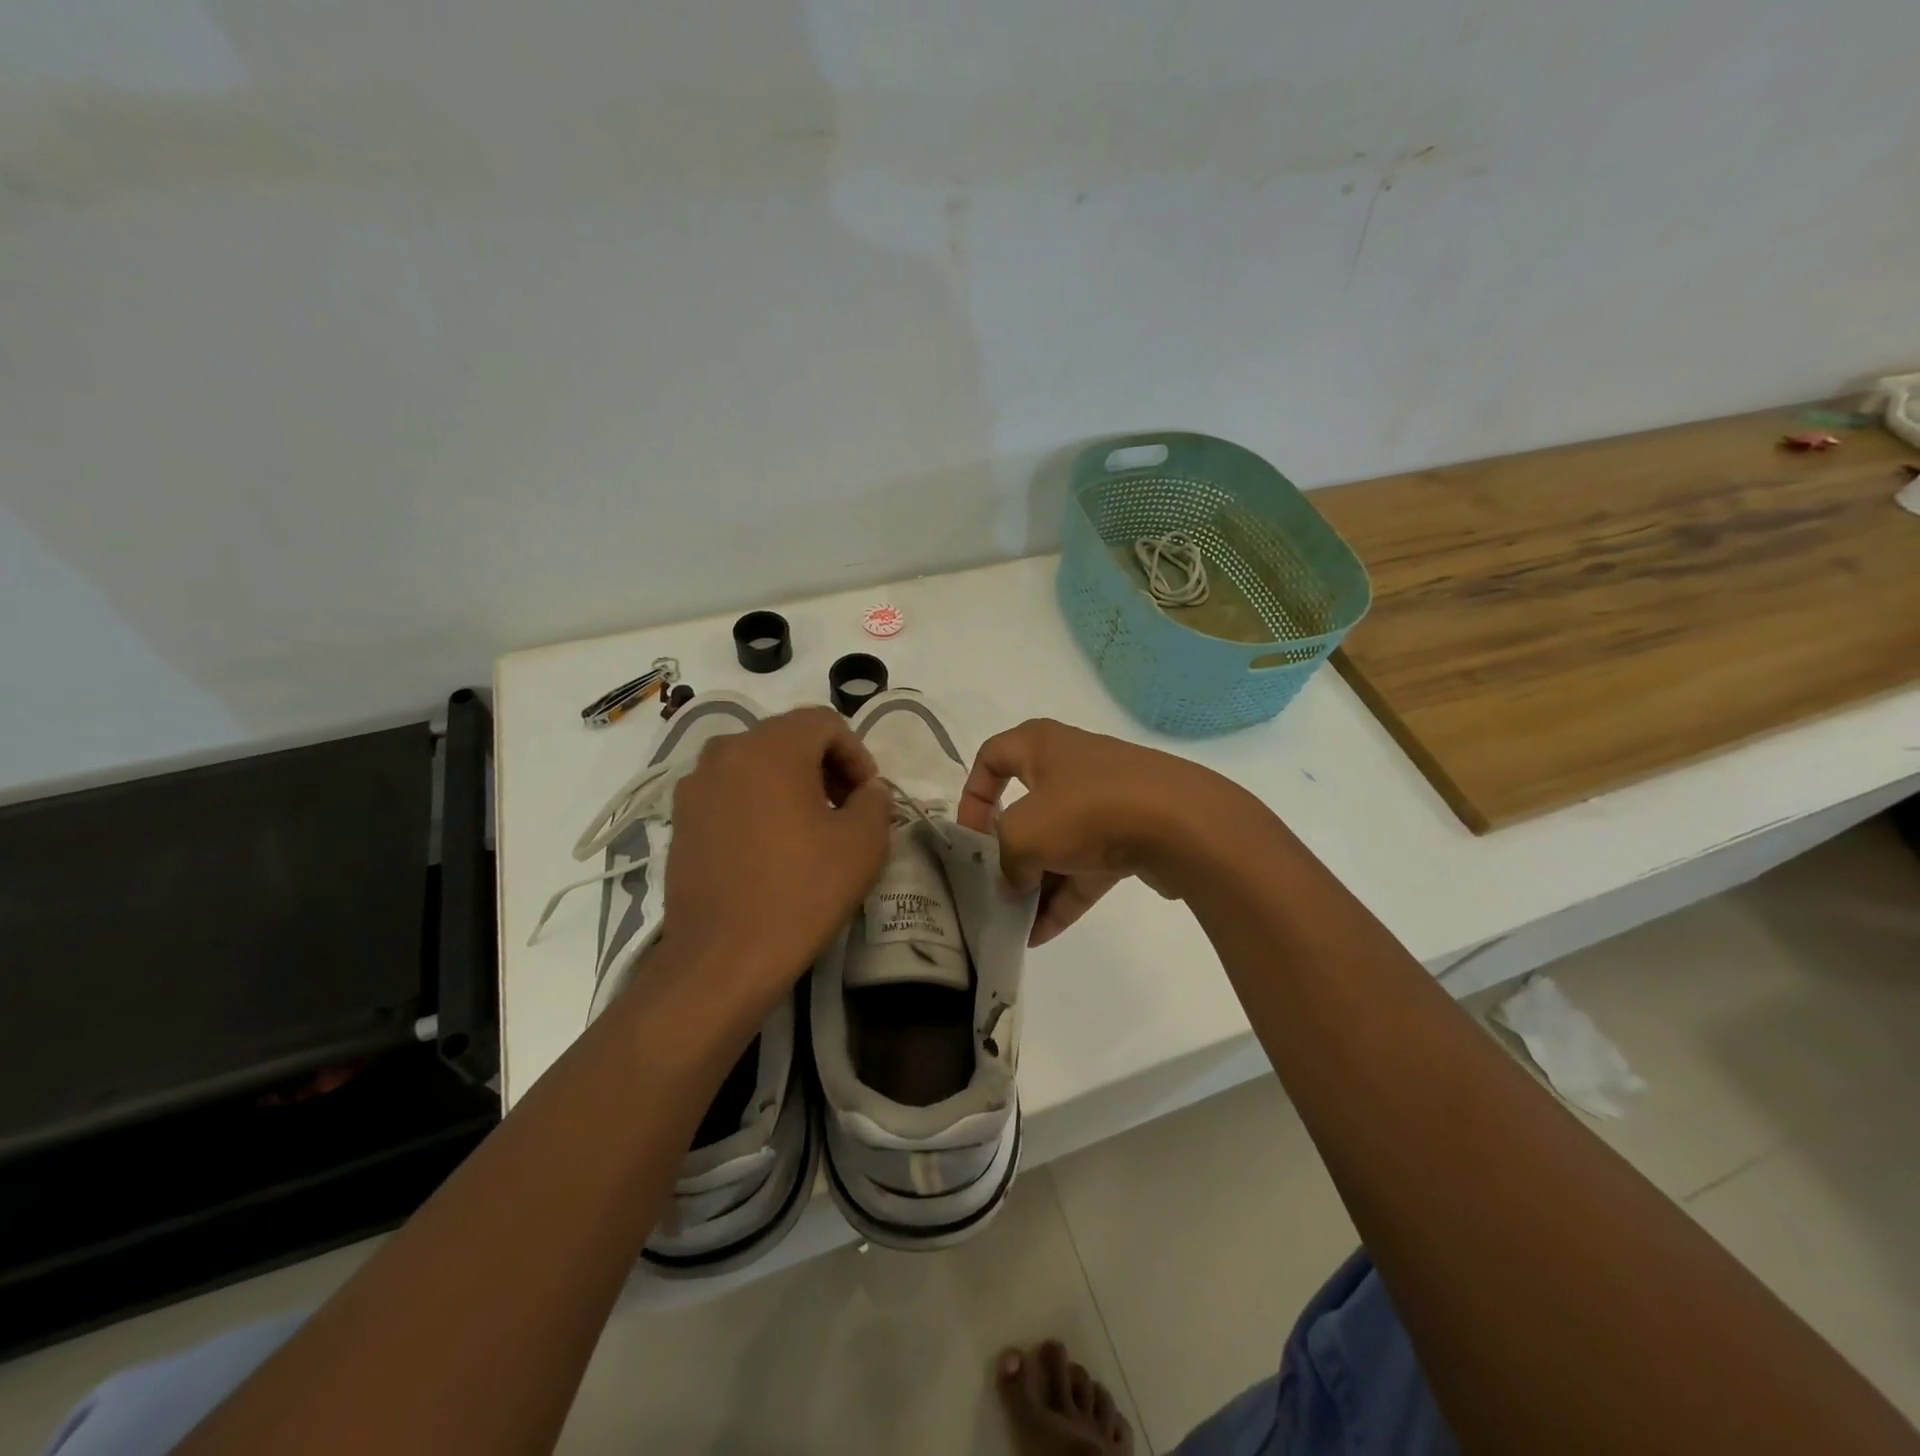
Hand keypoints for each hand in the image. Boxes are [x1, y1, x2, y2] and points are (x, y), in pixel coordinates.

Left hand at [661, 707, 891, 1015]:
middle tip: (846, 810)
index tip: (868, 797)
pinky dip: (758, 804)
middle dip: (825, 767)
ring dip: (791, 784)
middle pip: (788, 739)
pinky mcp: (681, 819)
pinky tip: (772, 848)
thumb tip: (867, 790)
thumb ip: (875, 800)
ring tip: (810, 829)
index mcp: (771, 746)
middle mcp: (726, 751)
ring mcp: (696, 785)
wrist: (722, 958)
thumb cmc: (800, 891)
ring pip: (757, 765)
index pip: (825, 723)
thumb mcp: (864, 843)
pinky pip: (730, 793)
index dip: (857, 754)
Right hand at [958, 719, 1243, 945]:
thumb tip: (1012, 880)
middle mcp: (1072, 765)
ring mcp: (1107, 801)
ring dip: (1037, 882)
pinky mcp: (1133, 834)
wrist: (1183, 825)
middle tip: (995, 886)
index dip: (972, 795)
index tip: (970, 837)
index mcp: (1042, 745)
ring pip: (1060, 842)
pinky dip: (1066, 896)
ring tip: (1015, 924)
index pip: (991, 757)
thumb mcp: (1023, 833)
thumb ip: (1004, 858)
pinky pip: (1089, 866)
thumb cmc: (1087, 810)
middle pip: (1027, 807)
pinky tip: (1043, 935)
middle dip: (1008, 851)